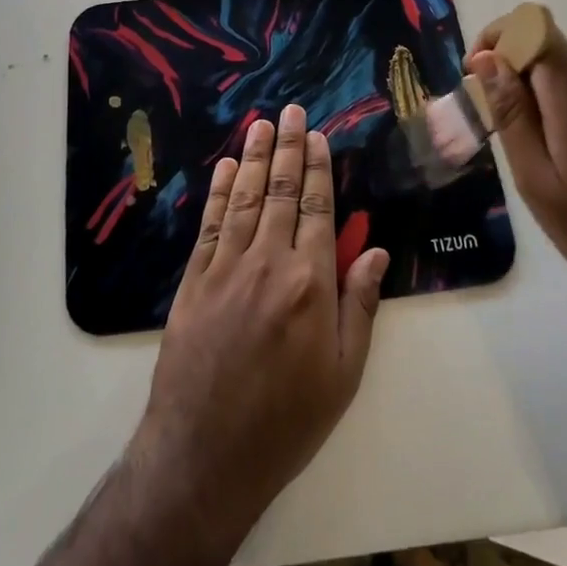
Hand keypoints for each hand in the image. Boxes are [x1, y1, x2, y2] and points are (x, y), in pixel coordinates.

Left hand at [133, 104, 390, 541]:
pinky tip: (222, 170)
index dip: (318, 169)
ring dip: (251, 158)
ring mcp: (224, 270)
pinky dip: (216, 194)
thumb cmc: (287, 421)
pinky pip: (208, 226)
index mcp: (310, 283)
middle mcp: (267, 263)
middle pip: (279, 192)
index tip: (318, 136)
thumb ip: (359, 305)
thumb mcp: (344, 373)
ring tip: (259, 124)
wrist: (205, 454)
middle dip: (287, 148)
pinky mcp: (192, 283)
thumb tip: (373, 250)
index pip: (316, 209)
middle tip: (289, 110)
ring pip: (242, 200)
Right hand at [468, 19, 566, 320]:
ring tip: (541, 158)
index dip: (499, 37)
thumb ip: (512, 114)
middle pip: (554, 53)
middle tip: (499, 129)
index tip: (476, 76)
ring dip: (546, 98)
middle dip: (516, 75)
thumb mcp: (537, 181)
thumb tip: (487, 59)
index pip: (534, 27)